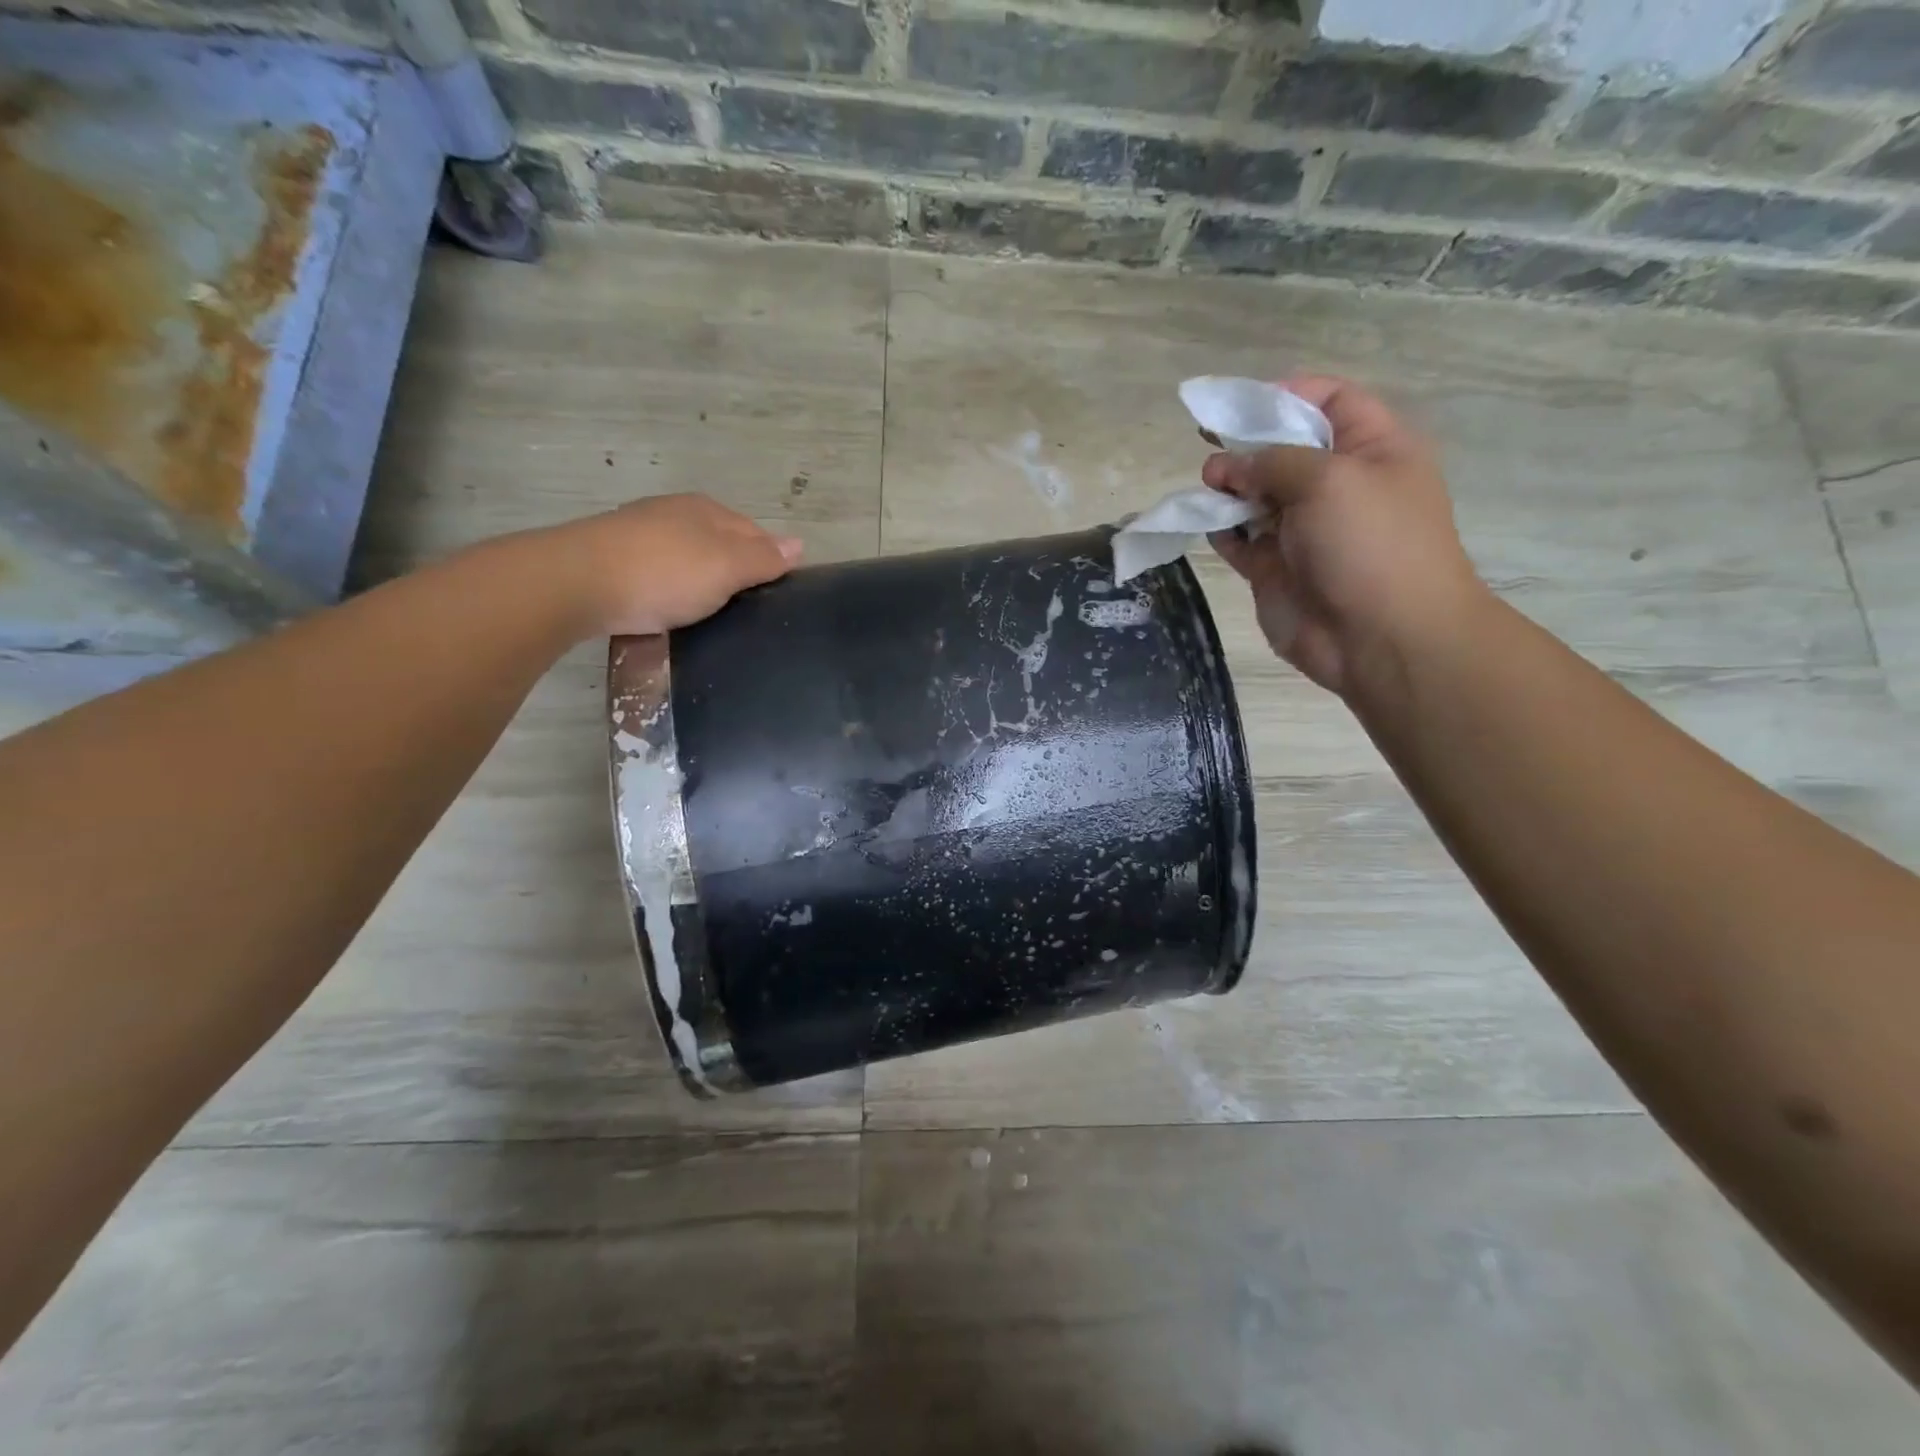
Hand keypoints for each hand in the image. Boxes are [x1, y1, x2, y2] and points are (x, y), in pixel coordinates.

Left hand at [527, 494, 801, 637]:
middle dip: (735, 572)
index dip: (769, 561)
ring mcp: (639, 535)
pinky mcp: (613, 561)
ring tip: (710, 616)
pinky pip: (657, 575)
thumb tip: (799, 544)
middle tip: (747, 612)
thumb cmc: (664, 573)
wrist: (575, 583)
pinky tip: (669, 611)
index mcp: (706, 510)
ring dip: (700, 583)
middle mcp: (674, 513)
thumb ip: (764, 558)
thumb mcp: (727, 567)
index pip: (754, 532)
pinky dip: (669, 591)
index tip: (776, 596)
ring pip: (686, 559)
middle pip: (719, 544)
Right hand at [1204, 375, 1485, 697]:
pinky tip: (1212, 526)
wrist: (1381, 638)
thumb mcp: (1328, 478)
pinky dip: (1223, 531)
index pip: (1329, 401)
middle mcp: (1337, 485)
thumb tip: (1231, 465)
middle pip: (1283, 448)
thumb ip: (1273, 459)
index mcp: (1372, 449)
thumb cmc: (1370, 544)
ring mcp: (1305, 530)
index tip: (1239, 405)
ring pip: (1256, 495)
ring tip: (1211, 489)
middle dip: (1247, 445)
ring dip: (1229, 488)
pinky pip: (1241, 540)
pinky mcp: (1276, 568)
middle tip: (1214, 451)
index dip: (1285, 394)